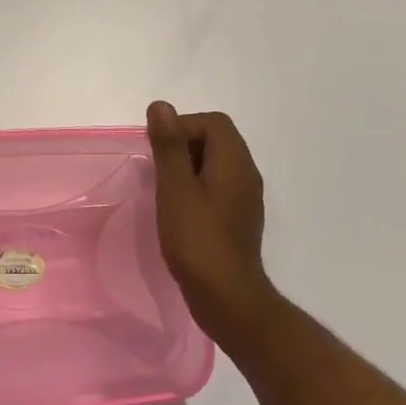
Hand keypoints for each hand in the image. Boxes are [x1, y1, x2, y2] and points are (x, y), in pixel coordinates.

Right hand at [147, 101, 276, 343]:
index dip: (182, 126)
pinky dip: (198, 187)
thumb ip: (169, 144)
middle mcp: (246, 173)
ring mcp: (246, 198)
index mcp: (234, 161)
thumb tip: (161, 106)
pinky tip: (180, 211)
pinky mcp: (240, 219)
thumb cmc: (197, 238)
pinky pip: (219, 187)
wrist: (228, 298)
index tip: (159, 150)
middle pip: (217, 139)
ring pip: (217, 164)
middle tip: (158, 168)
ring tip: (165, 189)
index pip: (212, 122)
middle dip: (184, 144)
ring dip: (189, 167)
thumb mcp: (175, 187)